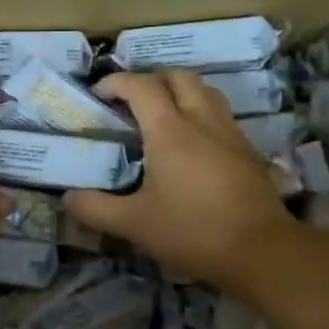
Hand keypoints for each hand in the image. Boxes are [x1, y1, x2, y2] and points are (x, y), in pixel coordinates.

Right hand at [66, 70, 299, 293]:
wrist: (262, 251)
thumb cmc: (192, 231)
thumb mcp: (133, 224)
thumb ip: (95, 208)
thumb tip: (67, 198)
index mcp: (169, 130)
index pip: (140, 86)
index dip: (116, 82)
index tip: (99, 94)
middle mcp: (200, 120)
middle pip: (177, 77)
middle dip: (151, 79)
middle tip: (132, 100)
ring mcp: (229, 133)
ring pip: (205, 90)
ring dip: (180, 91)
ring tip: (163, 113)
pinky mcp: (248, 150)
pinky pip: (221, 114)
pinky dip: (201, 113)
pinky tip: (194, 143)